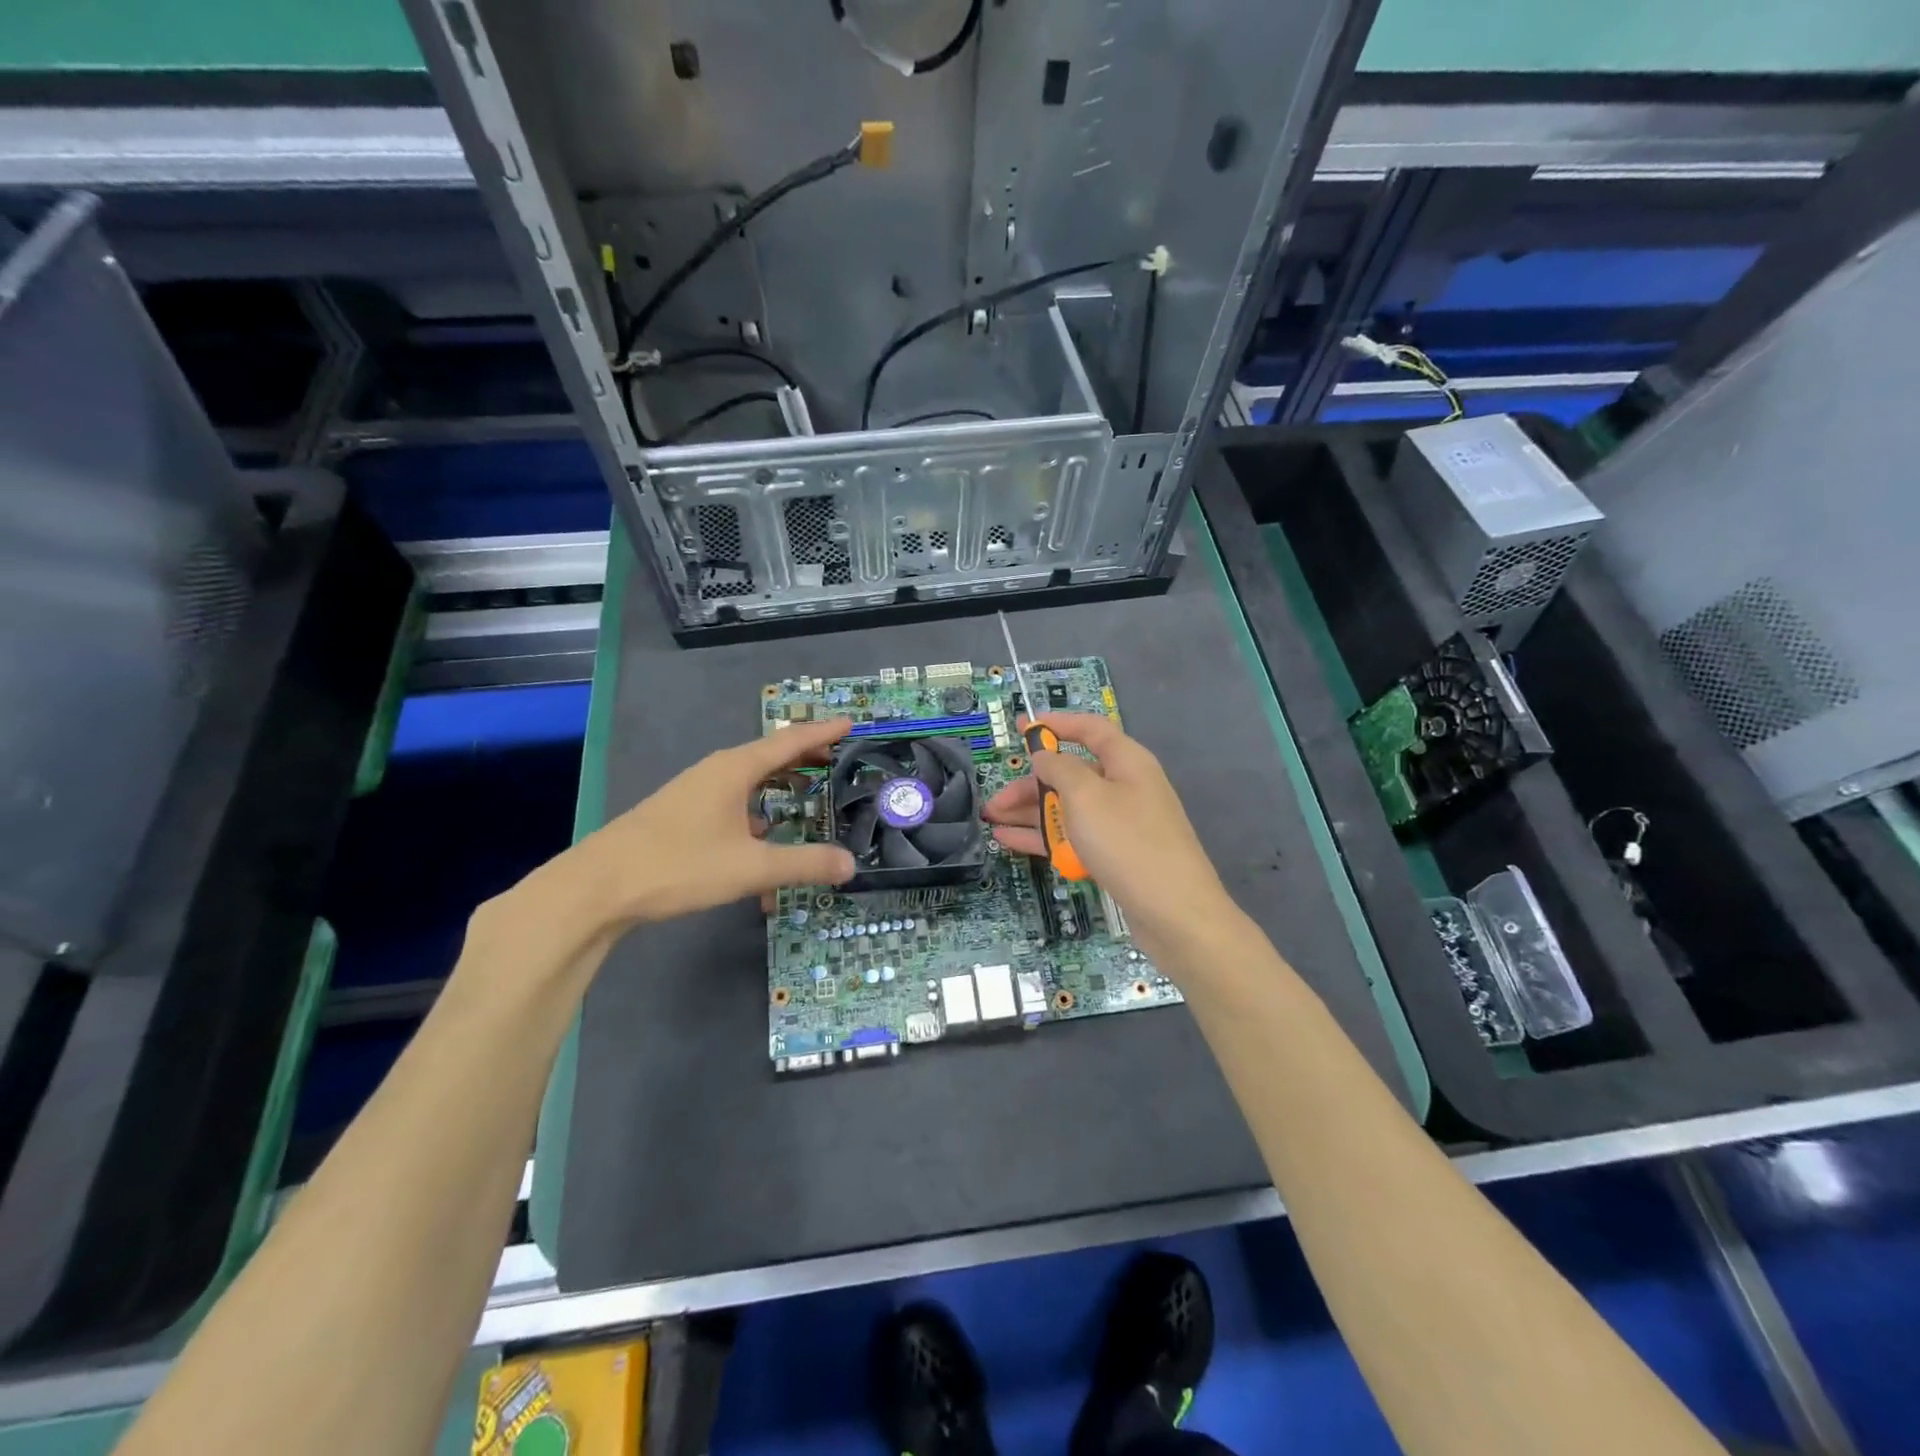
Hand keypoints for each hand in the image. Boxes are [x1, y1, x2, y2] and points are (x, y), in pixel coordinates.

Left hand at [564, 718, 856, 929]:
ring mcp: (695, 791)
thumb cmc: (679, 865)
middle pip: (770, 756)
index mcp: (735, 769)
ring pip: (749, 781)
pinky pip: (732, 802)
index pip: (789, 741)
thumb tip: (850, 864)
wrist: (599, 885)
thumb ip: (804, 864)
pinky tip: (761, 838)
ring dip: (780, 785)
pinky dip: (756, 812)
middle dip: (805, 757)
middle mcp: (716, 771)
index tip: (851, 722)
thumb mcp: (751, 867)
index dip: (822, 732)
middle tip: (838, 760)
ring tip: (806, 794)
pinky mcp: (682, 814)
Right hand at [982, 713, 1232, 952]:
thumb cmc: (1127, 842)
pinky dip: (1045, 836)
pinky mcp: (1116, 855)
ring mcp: (1121, 824)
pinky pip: (1075, 836)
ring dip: (1031, 813)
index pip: (1090, 729)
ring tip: (992, 823)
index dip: (1056, 723)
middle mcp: (1125, 787)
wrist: (1175, 913)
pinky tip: (1011, 842)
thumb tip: (1043, 756)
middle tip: (995, 801)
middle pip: (1072, 774)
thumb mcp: (1086, 796)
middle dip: (1030, 784)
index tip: (1020, 727)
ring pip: (1069, 808)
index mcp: (1126, 762)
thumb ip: (1059, 769)